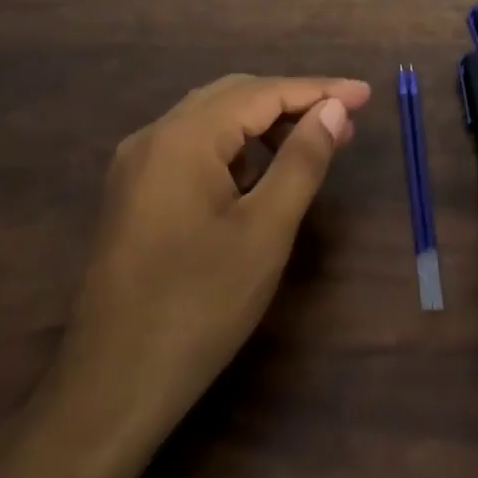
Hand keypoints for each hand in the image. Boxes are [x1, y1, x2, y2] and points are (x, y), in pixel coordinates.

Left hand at [41, 74, 371, 456]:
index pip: (262, 94)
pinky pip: (192, 148)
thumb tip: (333, 109)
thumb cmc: (199, 306)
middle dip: (291, 101)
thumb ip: (302, 160)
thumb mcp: (265, 231)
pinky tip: (259, 172)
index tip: (365, 95)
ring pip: (211, 120)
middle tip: (343, 119)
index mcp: (183, 137)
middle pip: (233, 96)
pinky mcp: (133, 193)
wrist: (112, 387)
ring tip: (311, 142)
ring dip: (263, 123)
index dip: (318, 90)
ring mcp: (136, 165)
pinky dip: (234, 147)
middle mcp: (154, 136)